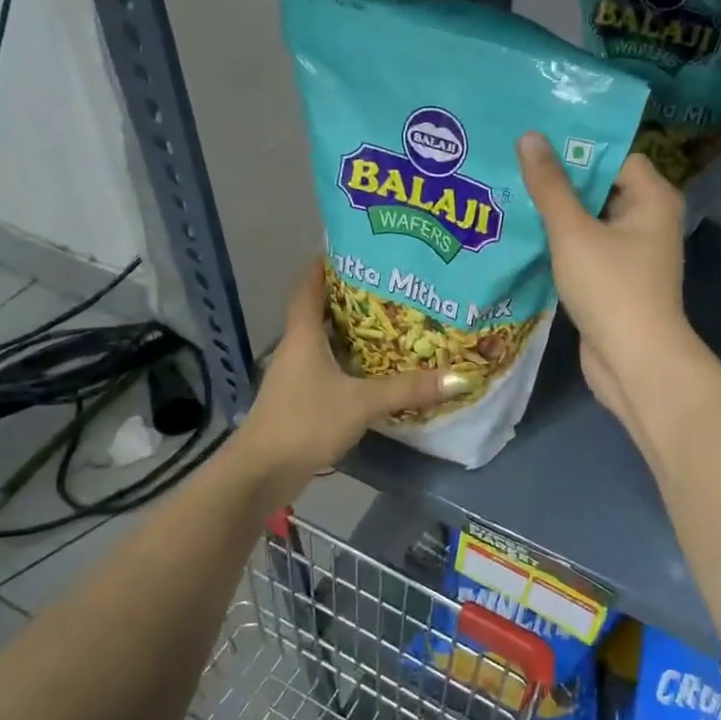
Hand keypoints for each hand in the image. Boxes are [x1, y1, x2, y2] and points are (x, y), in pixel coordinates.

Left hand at [238, 261, 468, 477]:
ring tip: (391, 321)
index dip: (325, 264)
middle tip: (390, 284)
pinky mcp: (300, 399)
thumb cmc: (306, 422)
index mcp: (303, 335)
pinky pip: (328, 368)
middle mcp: (296, 348)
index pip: (309, 286)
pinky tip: (375, 369)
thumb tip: (459, 377)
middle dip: (351, 296)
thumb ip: (408, 389)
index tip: (353, 247)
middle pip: (321, 311)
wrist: (261, 472)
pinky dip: (349, 361)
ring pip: (325, 341)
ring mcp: (295, 376)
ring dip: (352, 331)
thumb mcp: (362, 403)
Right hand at [517, 132, 696, 425]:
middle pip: (600, 187)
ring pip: (590, 221)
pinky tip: (525, 237)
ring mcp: (633, 253)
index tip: (534, 144)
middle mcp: (649, 220)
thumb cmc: (611, 288)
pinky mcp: (615, 280)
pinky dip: (561, 244)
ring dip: (556, 214)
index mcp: (652, 198)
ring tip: (510, 196)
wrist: (635, 362)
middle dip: (559, 181)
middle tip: (513, 166)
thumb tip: (530, 137)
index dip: (576, 149)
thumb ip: (550, 186)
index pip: (615, 156)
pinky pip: (586, 249)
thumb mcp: (573, 232)